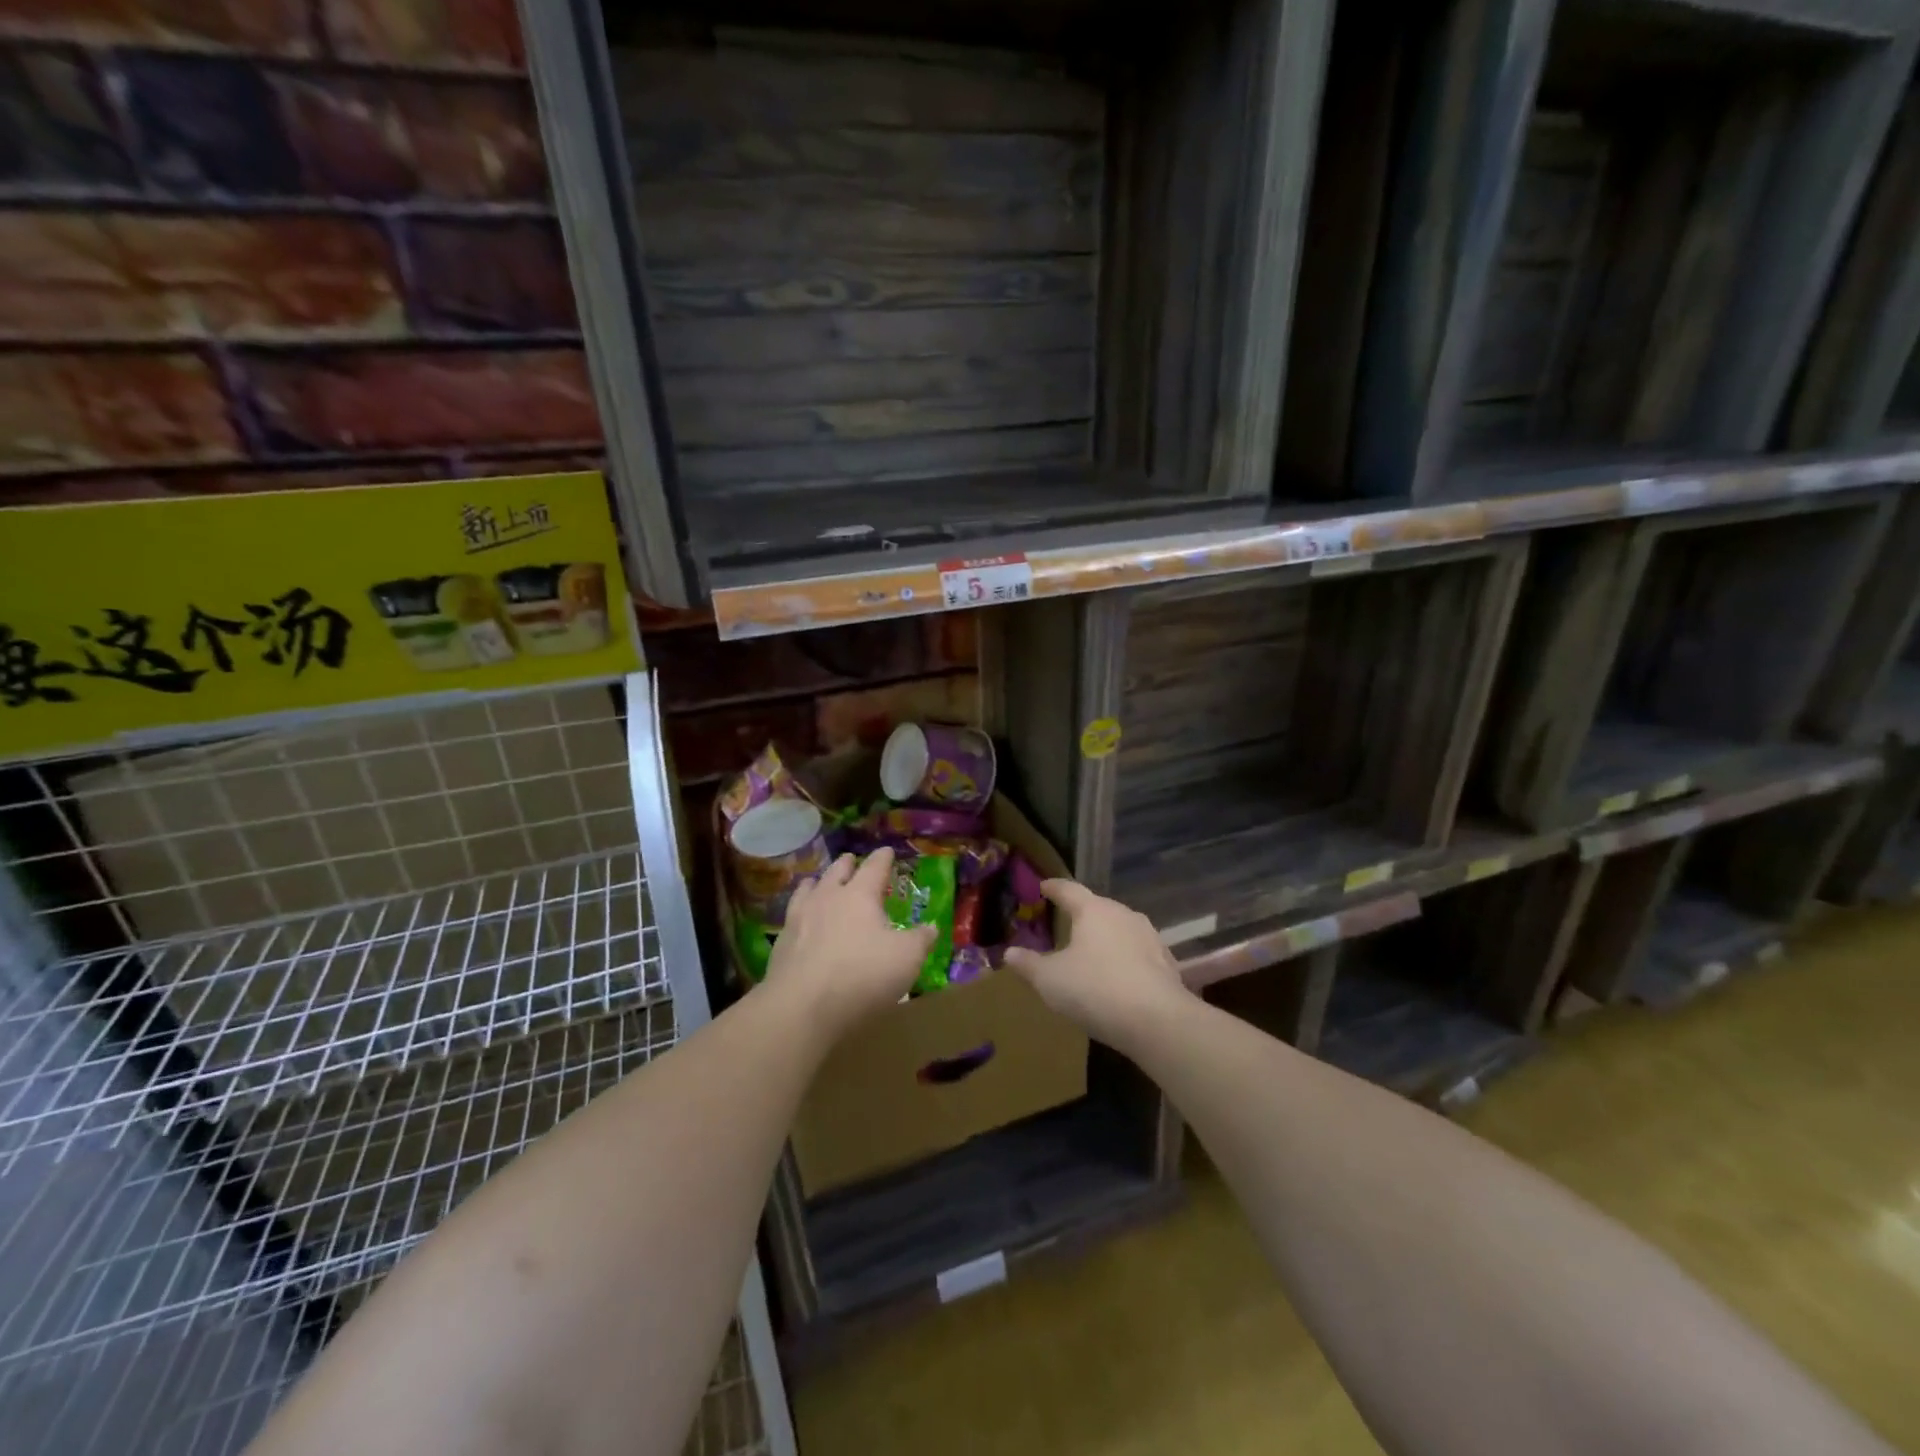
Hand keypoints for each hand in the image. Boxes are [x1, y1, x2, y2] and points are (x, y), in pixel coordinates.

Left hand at [763, 847, 934, 1038]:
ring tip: (818, 881)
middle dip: (847, 864)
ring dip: (817, 882)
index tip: (887, 851)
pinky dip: (799, 911)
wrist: (802, 1006)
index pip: (874, 867)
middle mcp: (827, 898)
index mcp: (859, 895)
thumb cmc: (863, 975)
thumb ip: (920, 940)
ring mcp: (800, 918)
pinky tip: (800, 920)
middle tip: (851, 860)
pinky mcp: (781, 943)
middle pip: (837, 871)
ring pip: (808, 889)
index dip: (883, 858)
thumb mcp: (907, 958)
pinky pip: (791, 916)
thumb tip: (931, 927)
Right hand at [1003, 880, 1189, 1047]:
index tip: (1044, 885)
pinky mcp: (1166, 962)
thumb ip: (1028, 964)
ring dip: (1105, 937)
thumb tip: (1009, 953)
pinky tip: (1118, 976)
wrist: (1157, 1021)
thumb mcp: (1050, 980)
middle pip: (1097, 908)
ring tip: (1091, 951)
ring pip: (1120, 929)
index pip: (1069, 890)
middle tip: (1065, 922)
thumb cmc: (1095, 990)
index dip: (1054, 887)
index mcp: (1093, 910)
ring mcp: (1149, 937)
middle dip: (1081, 914)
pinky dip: (1124, 959)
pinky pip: (1138, 953)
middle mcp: (1123, 914)